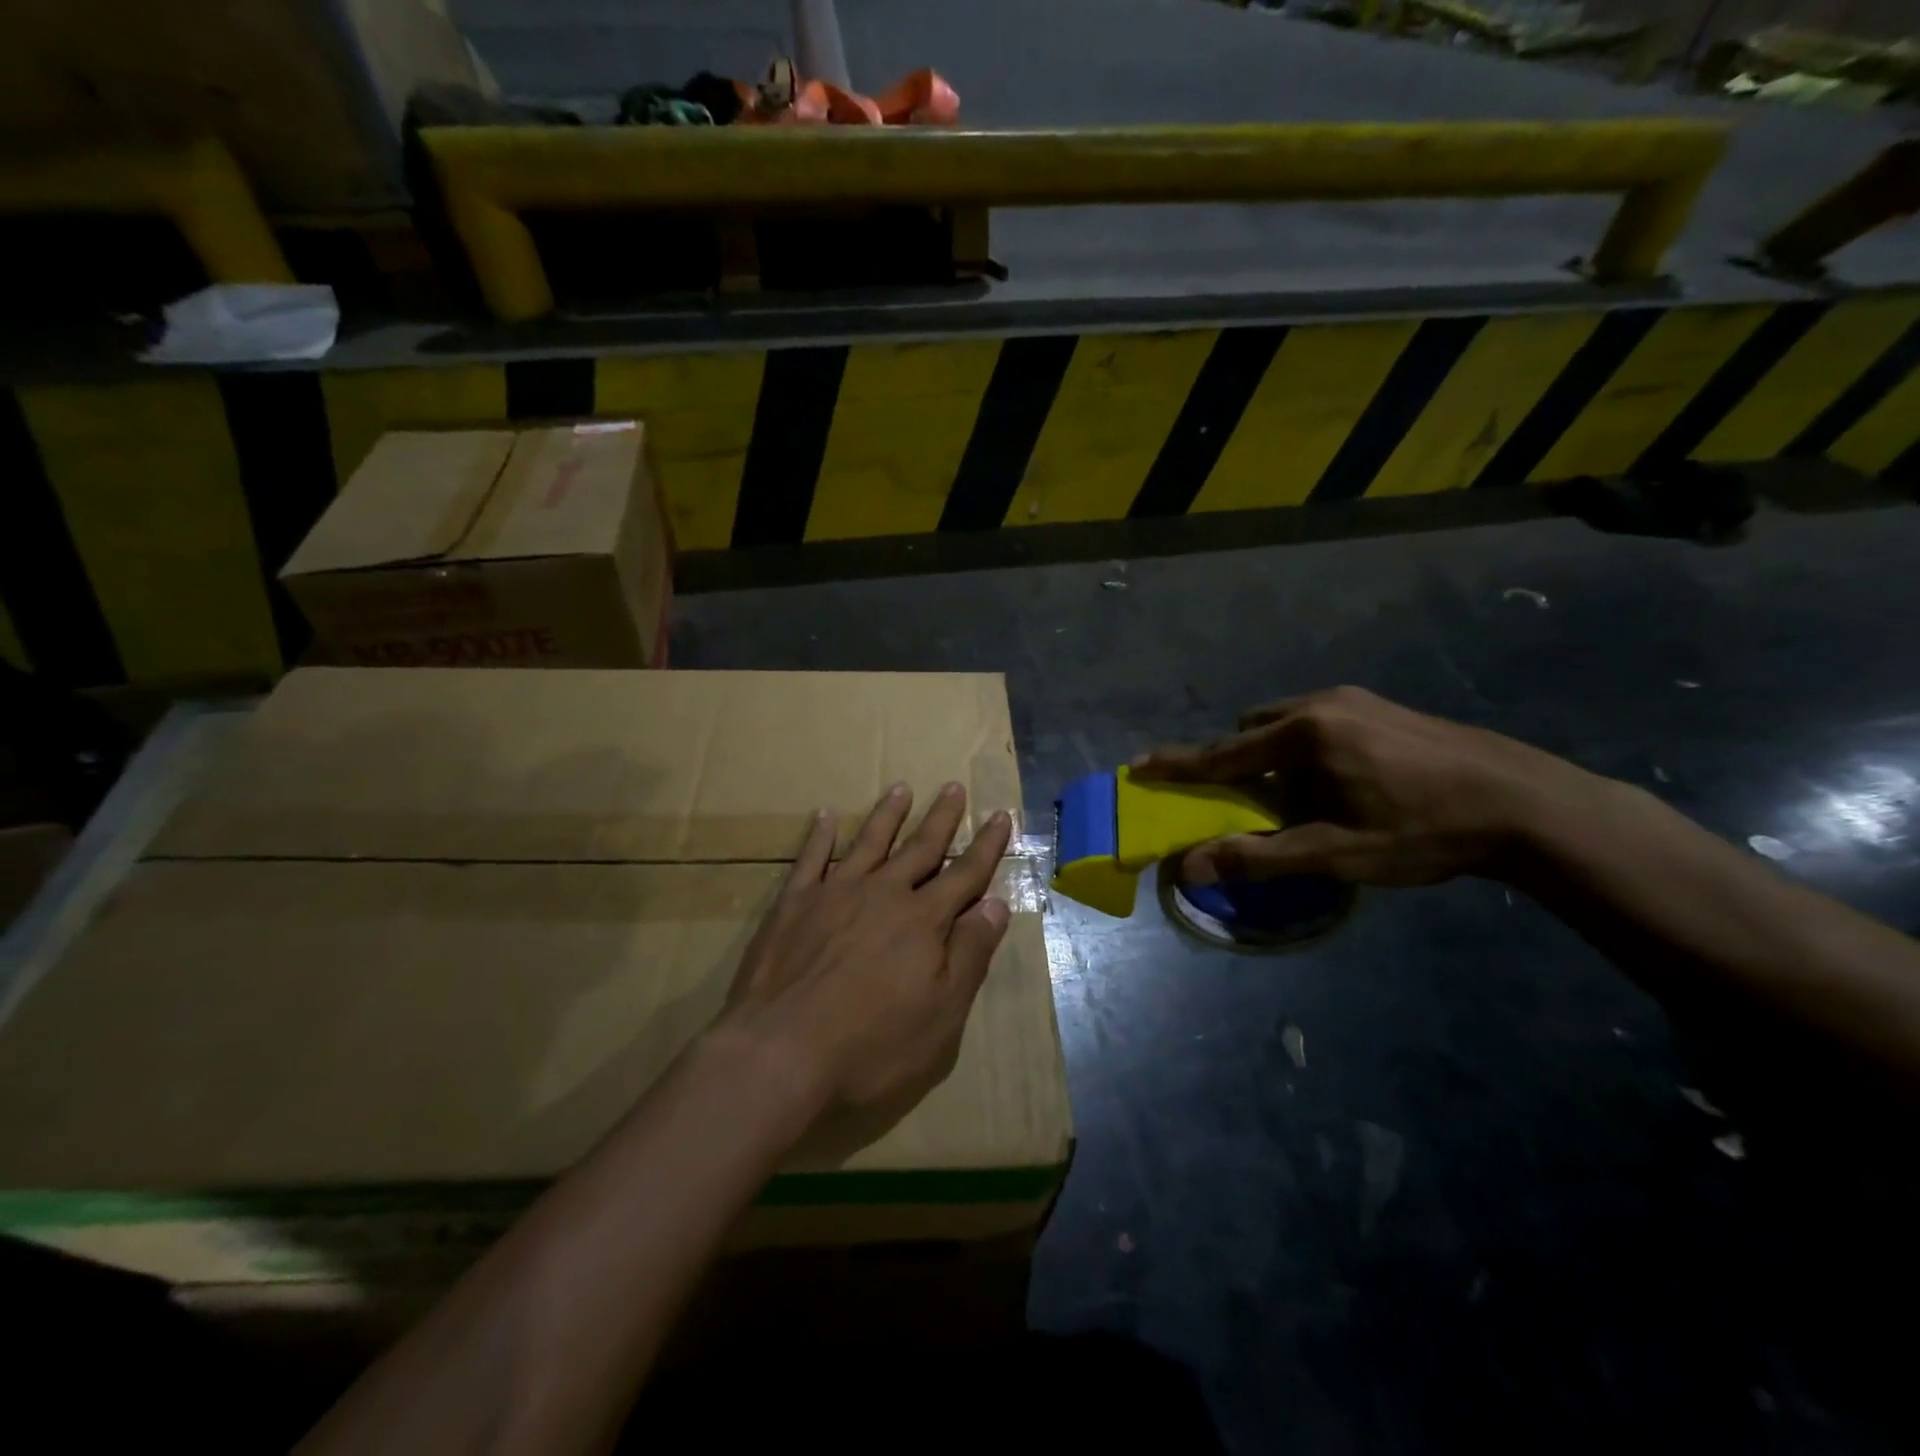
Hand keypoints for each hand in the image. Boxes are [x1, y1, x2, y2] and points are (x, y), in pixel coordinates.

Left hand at [716, 782, 1012, 1121]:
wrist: (780, 1053)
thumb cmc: (872, 1046)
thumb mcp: (942, 1014)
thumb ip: (969, 955)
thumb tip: (996, 905)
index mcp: (923, 921)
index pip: (965, 875)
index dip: (987, 846)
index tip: (1000, 816)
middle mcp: (883, 894)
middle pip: (920, 848)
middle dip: (941, 818)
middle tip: (953, 787)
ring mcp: (835, 894)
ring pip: (869, 842)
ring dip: (888, 814)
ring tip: (900, 788)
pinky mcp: (793, 904)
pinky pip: (810, 858)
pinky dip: (820, 835)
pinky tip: (825, 815)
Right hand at [1133, 686, 1597, 886]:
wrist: (1531, 805)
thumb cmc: (1424, 831)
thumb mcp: (1335, 853)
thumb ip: (1257, 857)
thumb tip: (1187, 867)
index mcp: (1305, 735)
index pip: (1223, 753)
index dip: (1178, 764)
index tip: (1139, 765)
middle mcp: (1323, 704)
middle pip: (1253, 728)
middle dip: (1238, 760)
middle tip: (1249, 801)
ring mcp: (1358, 700)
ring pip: (1287, 722)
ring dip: (1275, 754)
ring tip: (1301, 797)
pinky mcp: (1384, 707)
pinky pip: (1320, 721)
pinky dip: (1307, 748)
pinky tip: (1343, 782)